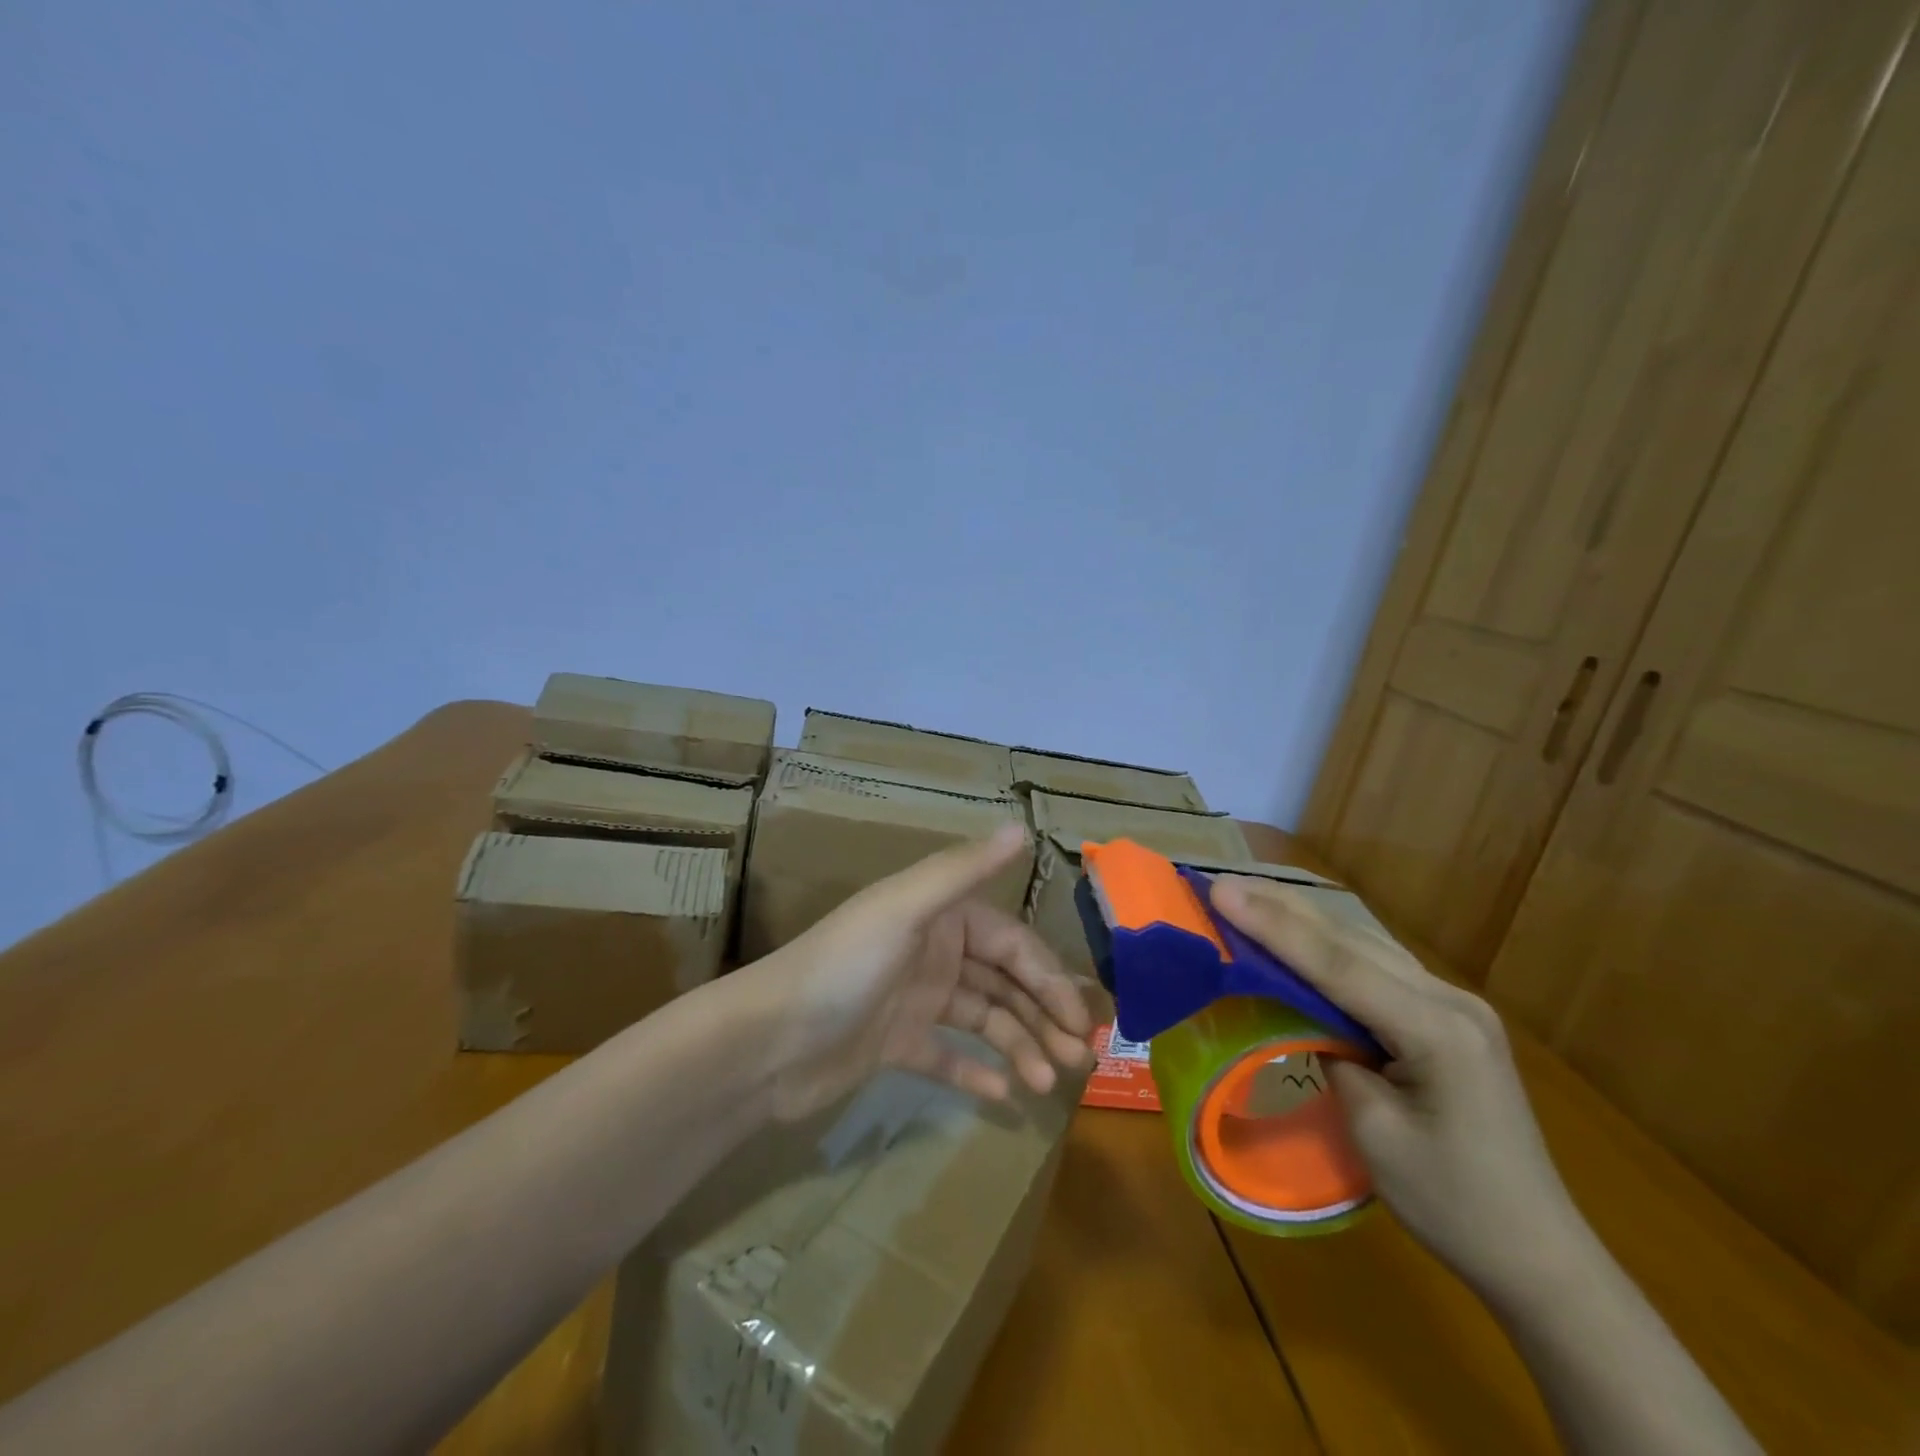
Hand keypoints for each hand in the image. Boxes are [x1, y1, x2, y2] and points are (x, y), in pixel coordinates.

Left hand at [738, 825, 1094, 1120]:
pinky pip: (946, 1055)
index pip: (1011, 943)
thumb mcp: (904, 909)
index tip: (1080, 1020)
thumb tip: (1021, 826)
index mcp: (938, 916)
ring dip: (1016, 1047)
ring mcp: (913, 1000)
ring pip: (982, 1019)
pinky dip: (973, 1071)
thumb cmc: (843, 967)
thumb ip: (963, 870)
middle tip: (1076, 1060)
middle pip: (1003, 982)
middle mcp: (931, 951)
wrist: (767, 1041)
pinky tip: (1002, 1096)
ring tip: (1044, 1084)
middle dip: (1042, 1015)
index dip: (1049, 978)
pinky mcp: (894, 1045)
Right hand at [1211, 876, 1584, 1299]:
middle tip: (1221, 882)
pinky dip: (1329, 945)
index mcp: (1438, 1030)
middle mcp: (1451, 1000)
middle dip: (1281, 907)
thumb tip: (1300, 1013)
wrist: (1538, 1254)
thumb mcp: (1375, 1132)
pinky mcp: (1447, 1016)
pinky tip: (1300, 930)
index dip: (1273, 926)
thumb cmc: (1453, 1204)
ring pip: (1364, 945)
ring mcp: (1454, 1004)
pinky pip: (1377, 966)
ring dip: (1302, 919)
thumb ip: (1333, 1053)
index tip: (1221, 892)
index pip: (1337, 965)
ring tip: (1248, 894)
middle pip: (1351, 941)